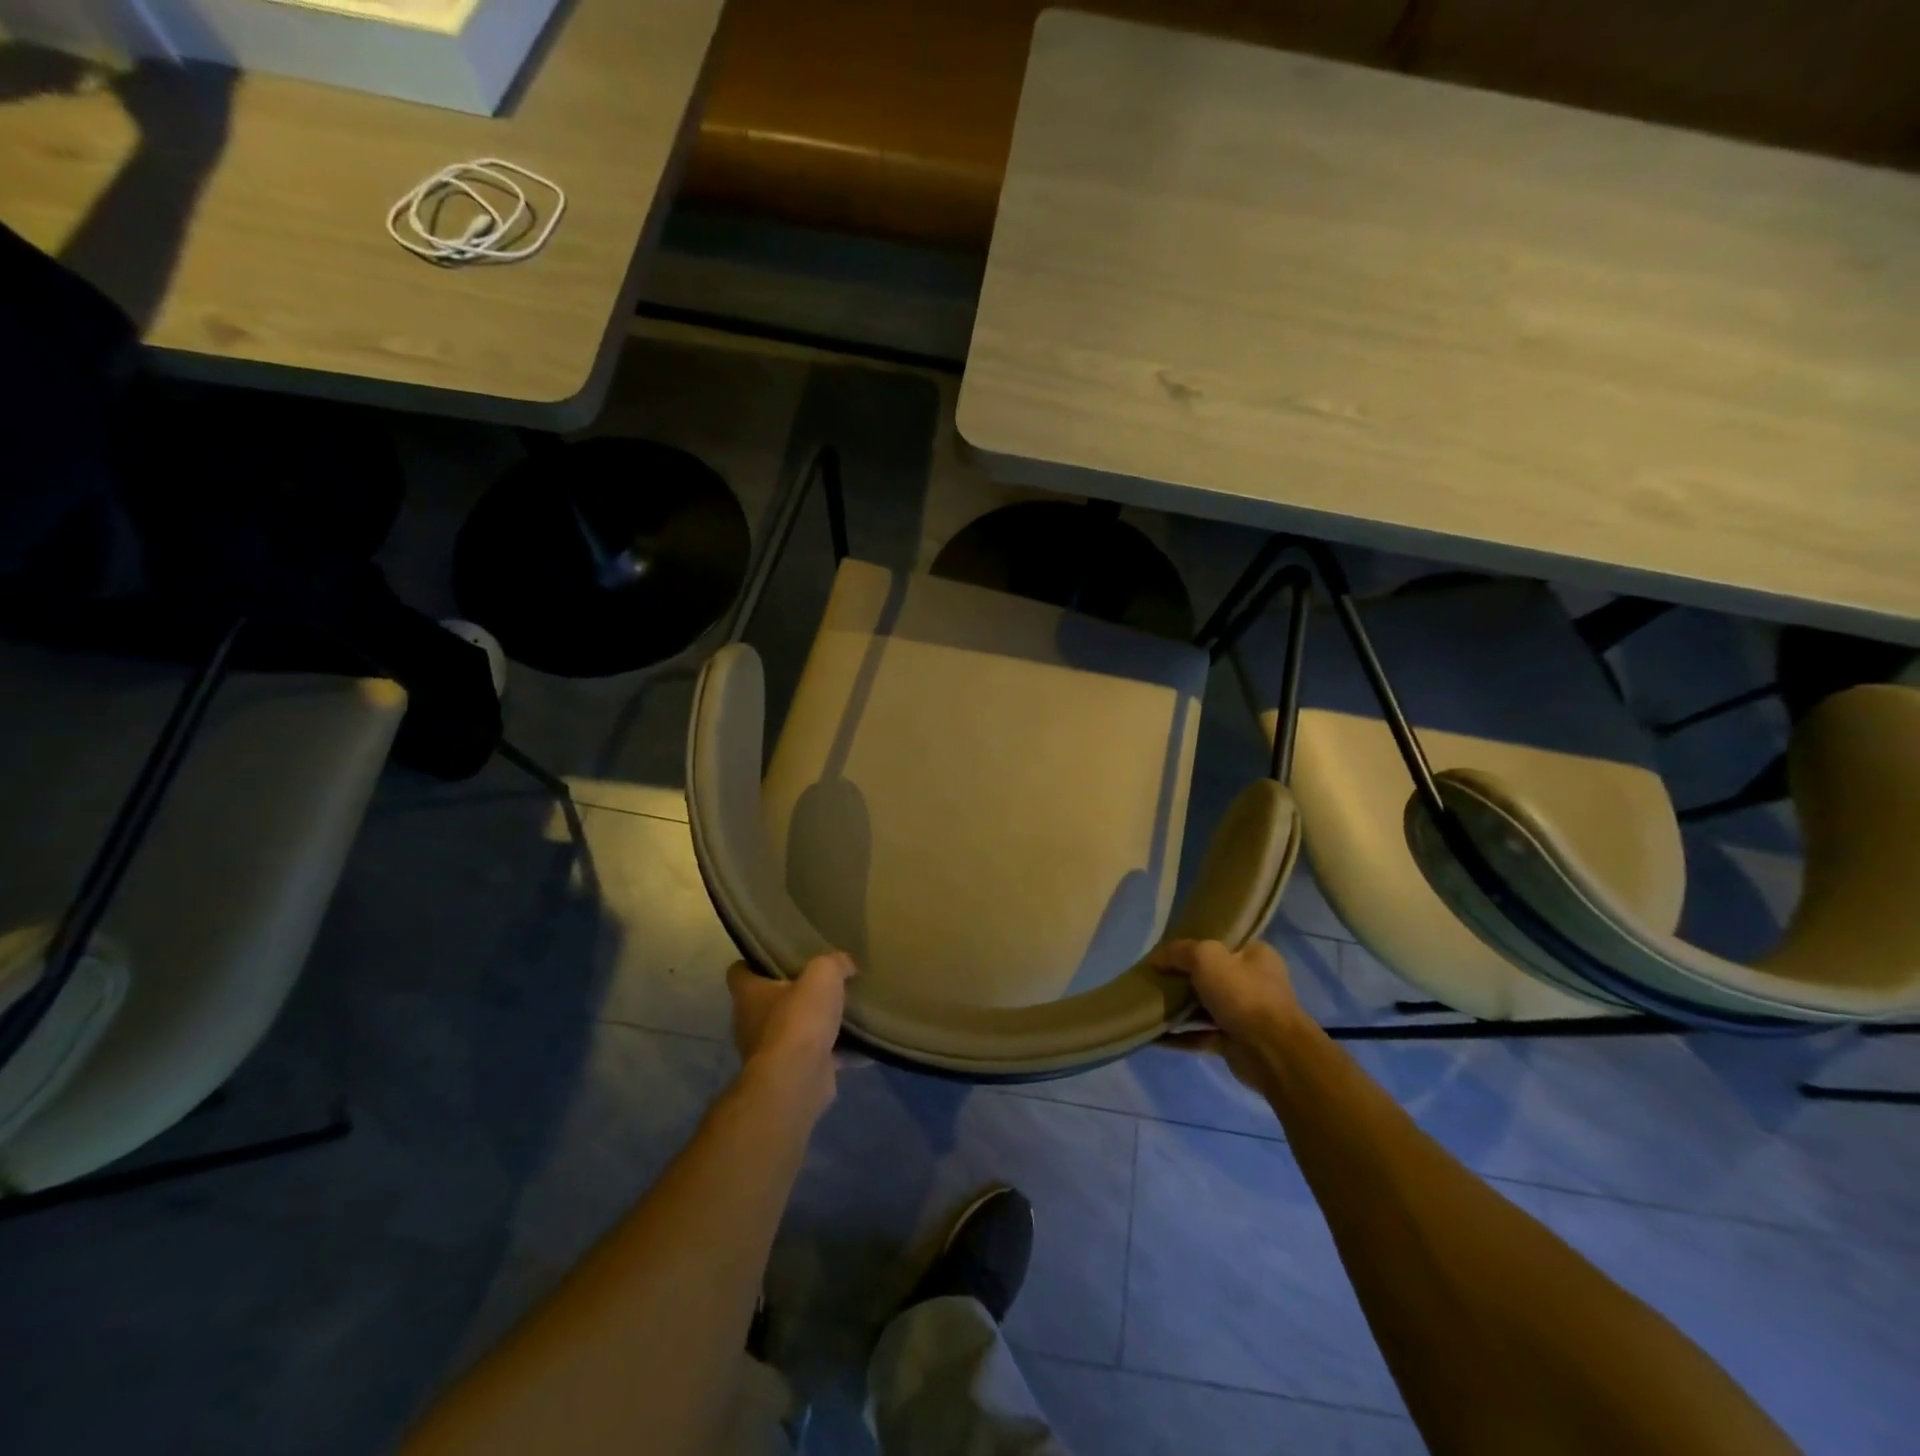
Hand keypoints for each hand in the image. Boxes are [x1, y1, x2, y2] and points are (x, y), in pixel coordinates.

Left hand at [727, 952, 855, 1110]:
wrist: (797, 1080)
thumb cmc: (799, 1019)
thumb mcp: (823, 975)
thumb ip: (834, 963)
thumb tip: (845, 963)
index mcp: (749, 994)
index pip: (739, 971)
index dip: (756, 961)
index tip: (780, 955)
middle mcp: (751, 1023)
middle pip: (768, 1001)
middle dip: (793, 994)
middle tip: (822, 982)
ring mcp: (769, 1052)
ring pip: (793, 1031)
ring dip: (814, 1025)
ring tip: (844, 1012)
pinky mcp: (791, 1074)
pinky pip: (816, 1057)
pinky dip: (836, 1053)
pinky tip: (861, 1045)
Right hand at [1153, 939, 1302, 1090]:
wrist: (1273, 1054)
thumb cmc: (1243, 995)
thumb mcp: (1206, 958)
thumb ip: (1179, 952)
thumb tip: (1156, 958)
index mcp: (1255, 956)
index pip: (1222, 943)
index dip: (1194, 944)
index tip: (1167, 950)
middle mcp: (1253, 983)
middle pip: (1210, 976)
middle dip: (1182, 978)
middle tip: (1153, 977)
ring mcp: (1244, 1015)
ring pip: (1203, 1007)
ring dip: (1178, 1008)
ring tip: (1147, 1004)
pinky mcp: (1234, 1043)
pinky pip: (1200, 1035)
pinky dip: (1179, 1036)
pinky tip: (1154, 1035)